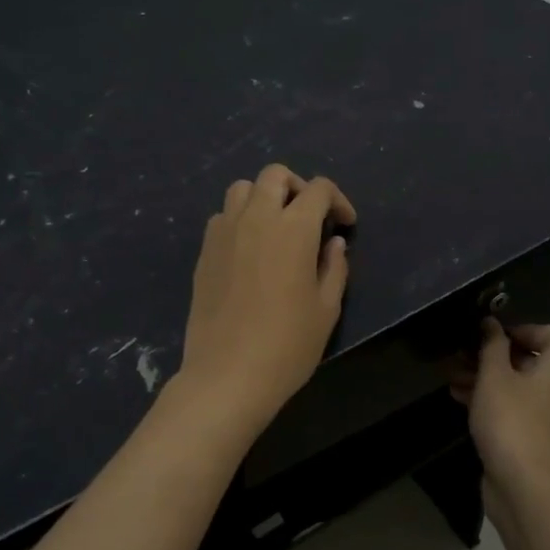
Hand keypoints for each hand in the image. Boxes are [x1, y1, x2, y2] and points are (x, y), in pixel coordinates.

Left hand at [175, 164, 354, 433]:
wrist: (227, 375)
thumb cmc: (287, 345)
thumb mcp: (326, 309)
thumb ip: (334, 268)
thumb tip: (333, 243)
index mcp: (293, 228)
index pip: (318, 189)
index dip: (338, 200)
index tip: (345, 225)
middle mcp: (257, 218)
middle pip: (276, 175)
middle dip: (298, 187)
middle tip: (310, 217)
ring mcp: (225, 232)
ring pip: (243, 188)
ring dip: (264, 197)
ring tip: (276, 227)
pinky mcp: (204, 250)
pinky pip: (222, 216)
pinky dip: (239, 219)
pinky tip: (249, 249)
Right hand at [451, 319, 549, 504]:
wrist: (525, 488)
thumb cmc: (511, 421)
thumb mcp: (495, 376)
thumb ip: (492, 346)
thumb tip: (492, 323)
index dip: (526, 328)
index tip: (494, 335)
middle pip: (531, 360)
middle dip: (494, 354)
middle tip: (463, 353)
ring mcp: (547, 418)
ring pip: (517, 386)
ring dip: (486, 377)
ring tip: (452, 375)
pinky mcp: (532, 440)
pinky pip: (512, 409)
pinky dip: (490, 400)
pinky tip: (459, 398)